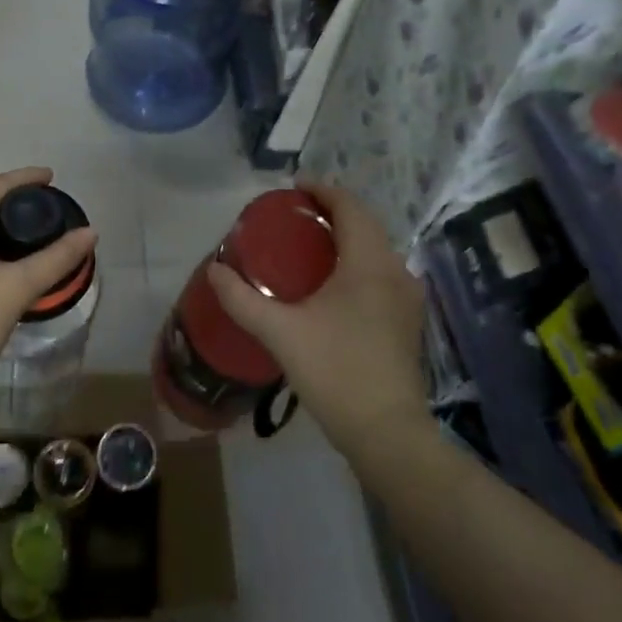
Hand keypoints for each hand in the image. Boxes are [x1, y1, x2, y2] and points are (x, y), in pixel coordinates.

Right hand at [207, 181, 425, 458]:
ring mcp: (407, 297)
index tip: (294, 188)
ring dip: (347, 237)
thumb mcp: (281, 333)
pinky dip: (357, 261)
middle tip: (296, 215)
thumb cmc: (336, 372)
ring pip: (376, 249)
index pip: (350, 207)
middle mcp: (395, 270)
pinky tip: (333, 283)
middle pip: (366, 224)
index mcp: (369, 263)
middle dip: (333, 211)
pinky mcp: (407, 321)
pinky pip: (381, 272)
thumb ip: (243, 299)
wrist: (388, 434)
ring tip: (311, 243)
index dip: (323, 190)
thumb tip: (214, 270)